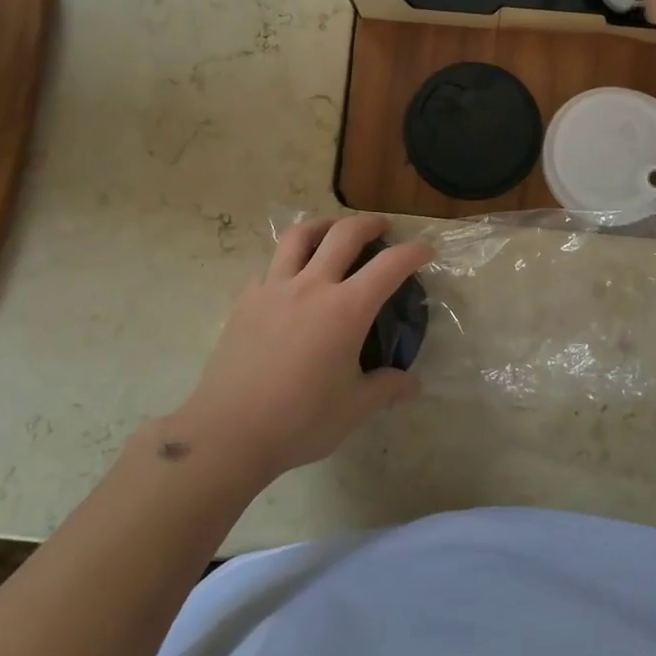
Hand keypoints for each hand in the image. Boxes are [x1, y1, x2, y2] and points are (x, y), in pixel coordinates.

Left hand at [163, 215, 432, 487]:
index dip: (413, 252)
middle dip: (369, 223)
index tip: (426, 250)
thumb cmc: (300, 420)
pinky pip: (271, 265)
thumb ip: (387, 389)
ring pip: (299, 236)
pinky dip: (289, 260)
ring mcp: (273, 288)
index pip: (390, 265)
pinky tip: (292, 278)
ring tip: (333, 232)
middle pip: (344, 234)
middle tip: (382, 227)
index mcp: (346, 309)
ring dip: (324, 225)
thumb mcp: (355, 409)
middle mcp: (312, 286)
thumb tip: (412, 385)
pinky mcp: (245, 300)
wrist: (229, 432)